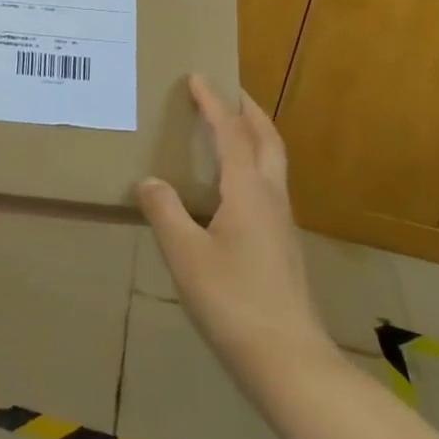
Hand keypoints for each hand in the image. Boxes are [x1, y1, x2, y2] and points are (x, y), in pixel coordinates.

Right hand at [138, 77, 340, 383]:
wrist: (288, 361)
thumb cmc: (233, 301)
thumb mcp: (185, 255)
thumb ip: (165, 212)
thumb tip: (149, 182)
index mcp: (248, 191)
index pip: (230, 133)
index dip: (212, 103)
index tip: (198, 77)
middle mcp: (271, 198)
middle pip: (267, 140)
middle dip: (248, 111)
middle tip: (228, 92)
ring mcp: (283, 224)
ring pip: (272, 164)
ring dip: (254, 137)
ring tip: (229, 131)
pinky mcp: (283, 247)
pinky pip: (268, 187)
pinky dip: (252, 167)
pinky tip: (232, 189)